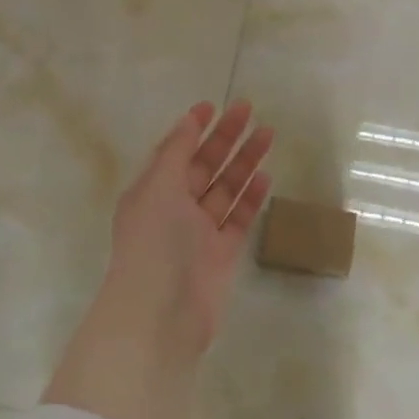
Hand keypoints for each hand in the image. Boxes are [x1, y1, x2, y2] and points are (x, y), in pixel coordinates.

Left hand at [43, 101, 272, 418]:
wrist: (162, 312)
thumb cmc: (154, 242)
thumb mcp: (158, 187)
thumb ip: (175, 152)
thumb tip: (188, 120)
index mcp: (151, 191)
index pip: (174, 152)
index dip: (192, 129)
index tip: (213, 105)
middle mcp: (173, 209)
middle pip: (203, 166)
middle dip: (225, 138)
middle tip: (249, 110)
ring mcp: (199, 232)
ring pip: (224, 189)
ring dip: (244, 162)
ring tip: (268, 135)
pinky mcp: (222, 254)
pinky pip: (238, 218)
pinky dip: (250, 197)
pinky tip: (265, 176)